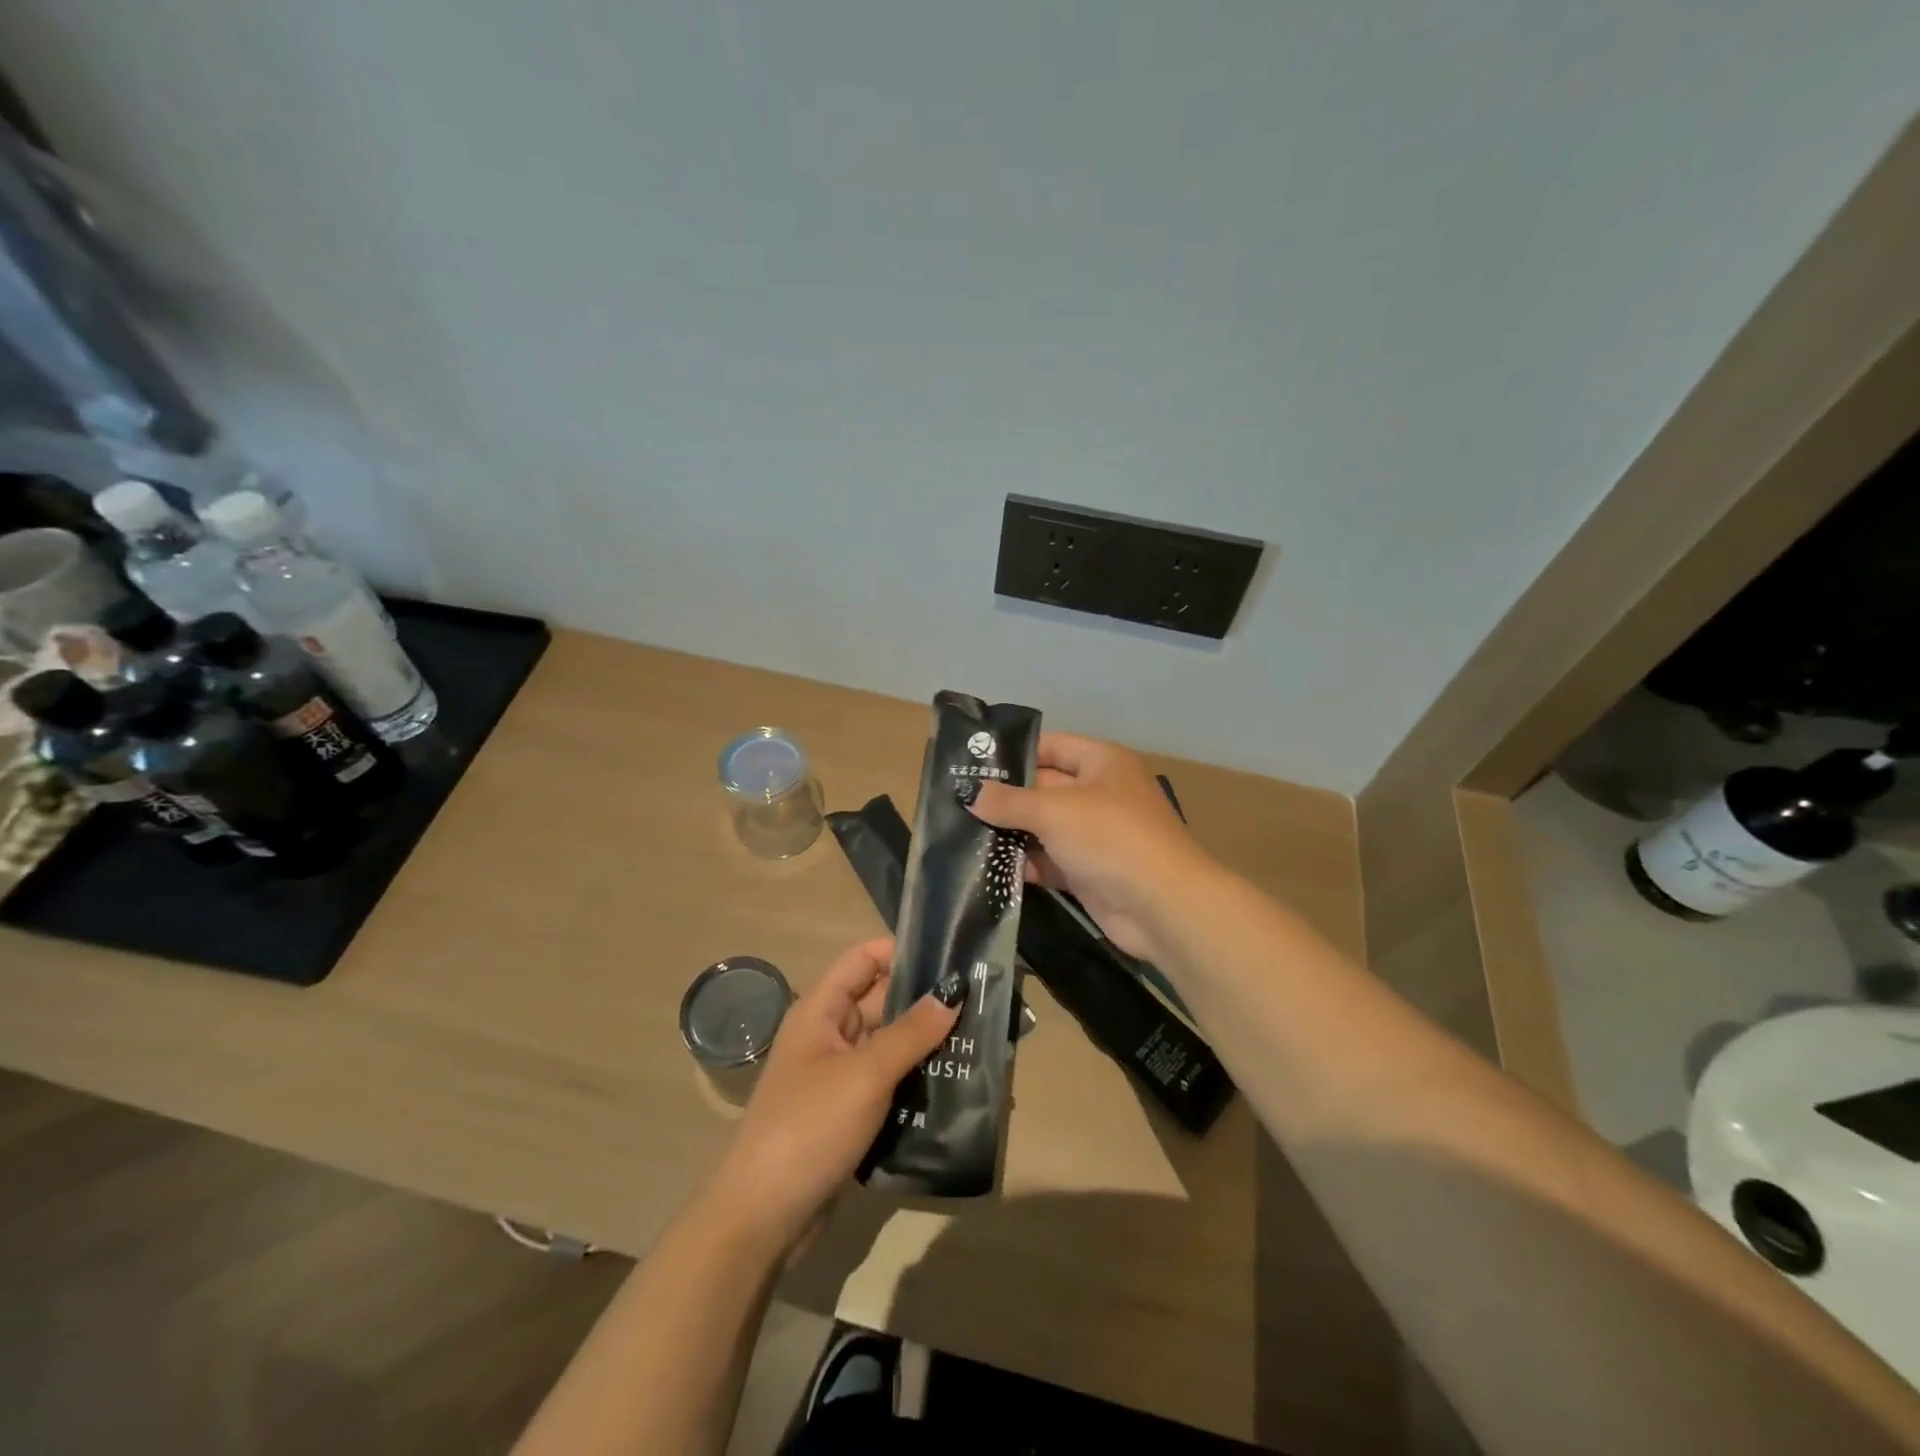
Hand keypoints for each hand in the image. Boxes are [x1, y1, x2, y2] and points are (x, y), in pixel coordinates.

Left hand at [710, 938, 959, 1252]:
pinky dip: (916, 1077)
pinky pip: (888, 1080)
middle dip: (925, 1000)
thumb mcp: (865, 1074)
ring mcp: (838, 1075)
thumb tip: (953, 991)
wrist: (764, 1218)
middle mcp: (828, 1034)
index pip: (863, 959)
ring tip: (979, 1039)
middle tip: (979, 1000)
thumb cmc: (810, 1127)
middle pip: (881, 1000)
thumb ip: (911, 1032)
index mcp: (820, 1010)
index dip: (902, 951)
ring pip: (889, 1043)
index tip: (950, 955)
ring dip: (926, 1042)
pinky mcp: (848, 1112)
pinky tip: (956, 1083)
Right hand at [969, 732, 1213, 961]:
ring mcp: (1095, 835)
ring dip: (1010, 833)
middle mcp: (1100, 794)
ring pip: (1044, 827)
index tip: (972, 762)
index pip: (1052, 746)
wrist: (1162, 906)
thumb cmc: (1110, 837)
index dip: (1015, 752)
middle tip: (957, 801)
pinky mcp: (1089, 872)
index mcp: (1102, 763)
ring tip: (961, 833)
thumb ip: (1009, 801)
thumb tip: (970, 793)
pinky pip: (1049, 860)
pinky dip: (1024, 864)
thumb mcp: (1053, 811)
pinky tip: (987, 867)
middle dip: (1005, 796)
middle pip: (1044, 788)